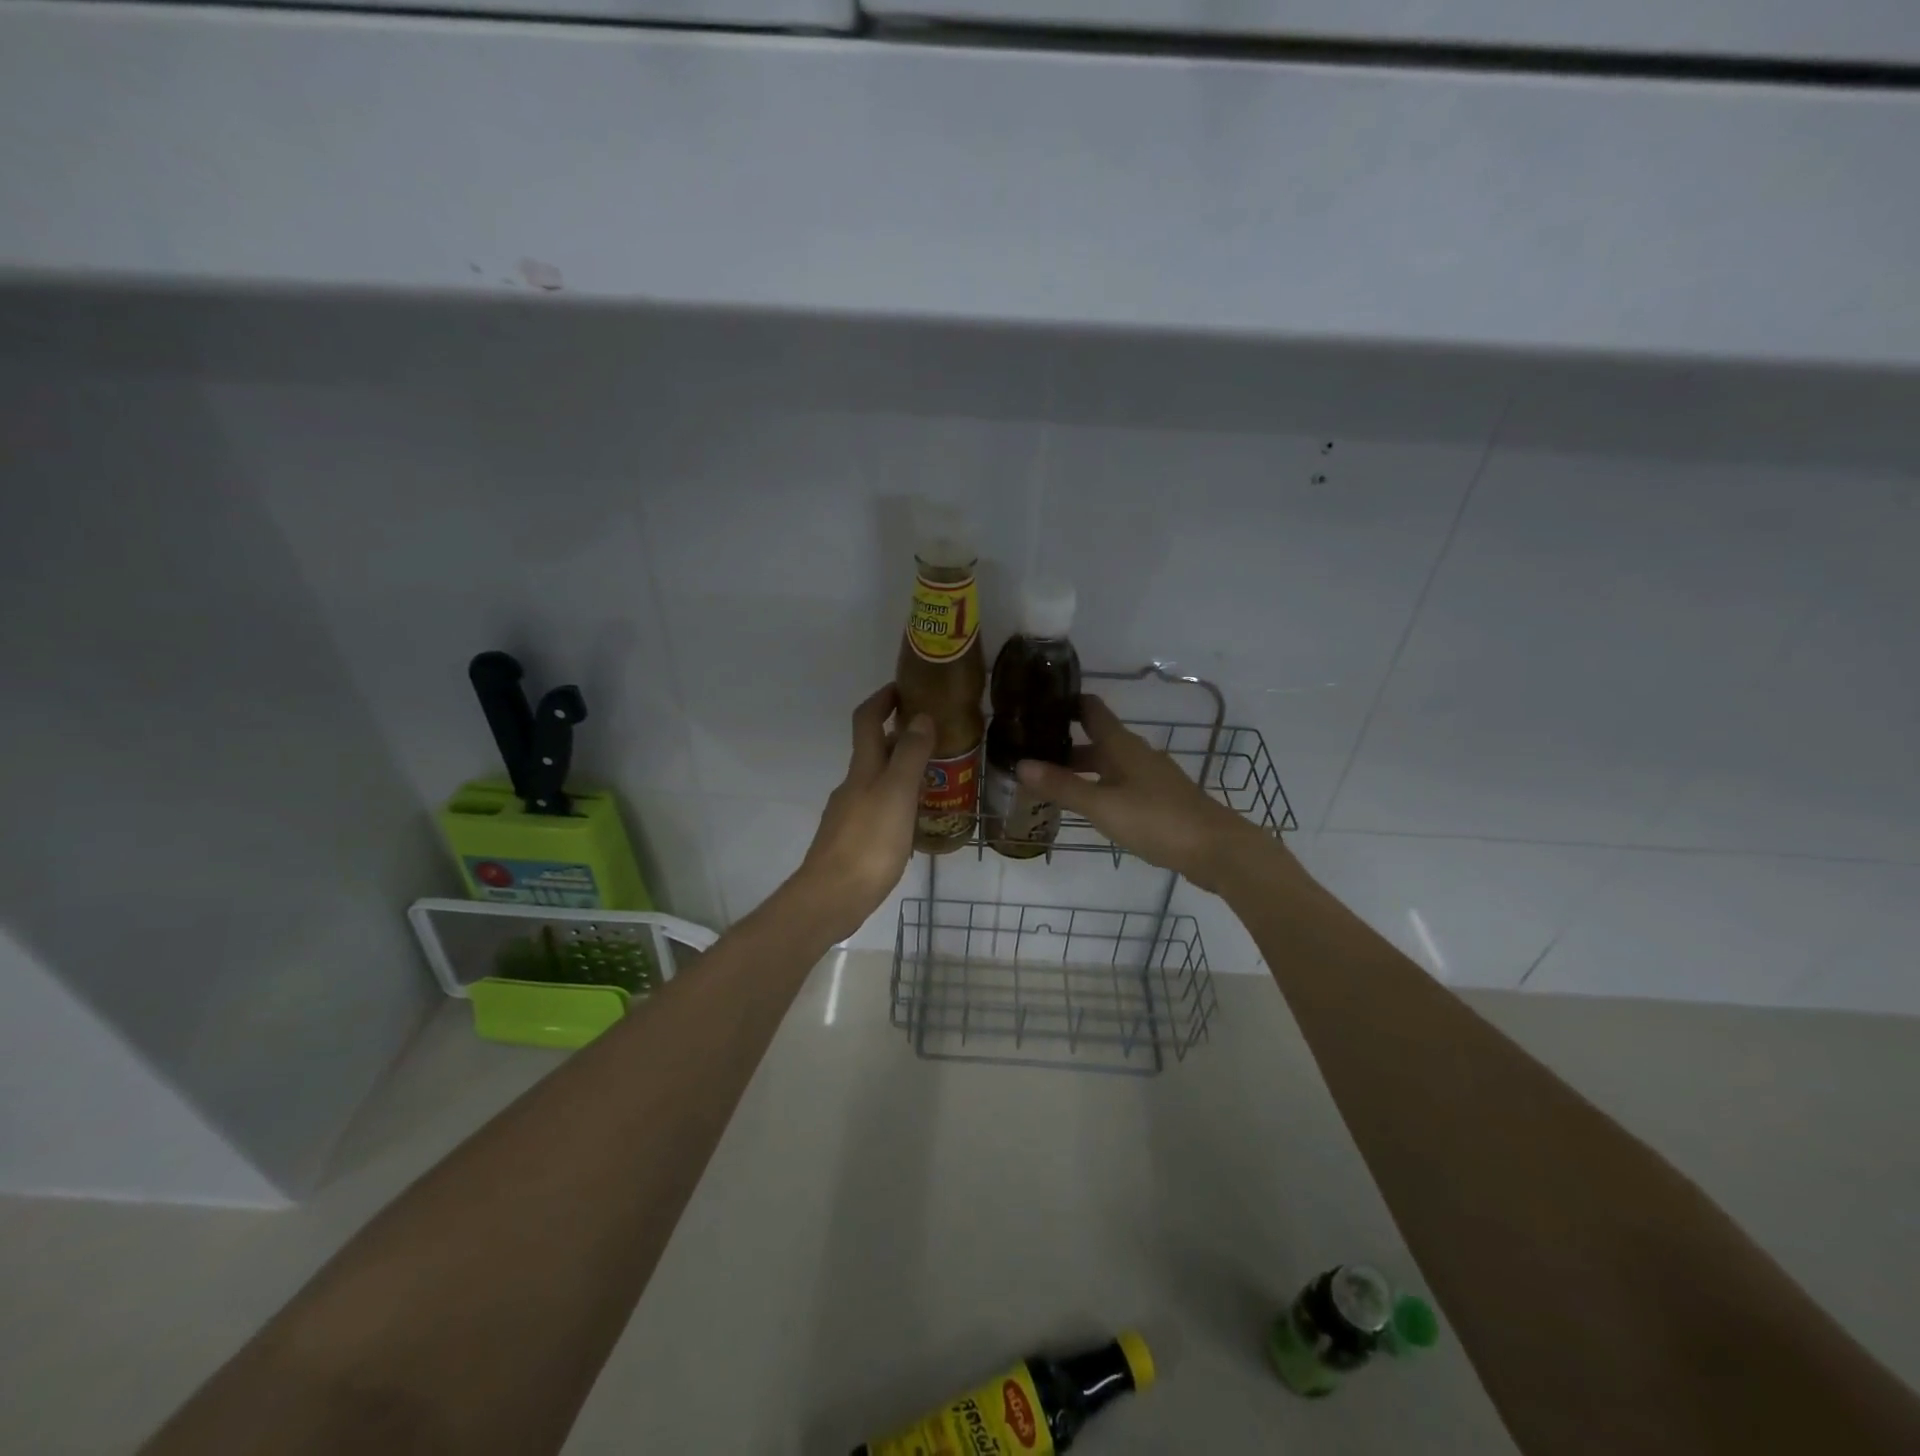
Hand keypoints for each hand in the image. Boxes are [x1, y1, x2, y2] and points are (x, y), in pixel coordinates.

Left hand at [788, 685, 933, 941]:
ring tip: (934, 780)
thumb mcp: (897, 794)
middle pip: (872, 750)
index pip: (867, 720)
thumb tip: (921, 716)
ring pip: (877, 781)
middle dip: (899, 736)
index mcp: (862, 769)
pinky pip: (878, 809)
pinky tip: (914, 821)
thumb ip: (910, 755)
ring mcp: (848, 814)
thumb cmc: (868, 843)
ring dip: (900, 771)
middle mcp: (852, 786)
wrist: (831, 898)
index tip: (904, 687)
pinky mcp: (851, 841)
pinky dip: (896, 803)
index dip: (882, 699)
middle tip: (935, 737)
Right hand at [1016, 695, 1276, 892]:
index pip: (1091, 710)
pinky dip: (1100, 787)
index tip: (1037, 705)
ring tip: (1051, 781)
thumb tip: (1020, 764)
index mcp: (1122, 746)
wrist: (1216, 849)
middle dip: (1066, 743)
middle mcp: (1136, 754)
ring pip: (1109, 764)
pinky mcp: (1160, 799)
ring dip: (1082, 768)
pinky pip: (1122, 784)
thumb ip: (1062, 786)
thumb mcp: (1102, 805)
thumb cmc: (1156, 820)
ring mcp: (1151, 777)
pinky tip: (1089, 805)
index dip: (1066, 703)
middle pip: (1098, 740)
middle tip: (1031, 752)